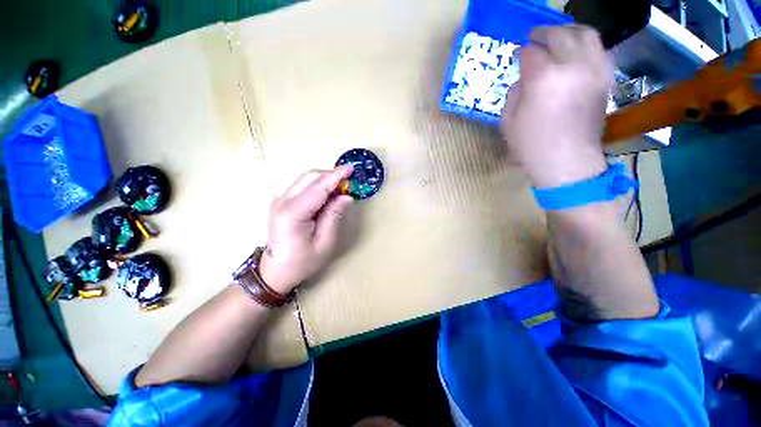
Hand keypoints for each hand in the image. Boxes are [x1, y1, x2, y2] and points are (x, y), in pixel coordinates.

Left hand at [258, 167, 353, 293]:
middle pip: (309, 177)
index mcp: (293, 213)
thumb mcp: (325, 243)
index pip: (318, 187)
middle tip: (349, 182)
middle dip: (331, 175)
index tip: (350, 169)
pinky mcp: (282, 202)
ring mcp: (280, 200)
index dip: (335, 176)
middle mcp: (283, 201)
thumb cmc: (302, 261)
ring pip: (305, 179)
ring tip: (341, 188)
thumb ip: (334, 216)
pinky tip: (327, 194)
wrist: (275, 271)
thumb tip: (346, 196)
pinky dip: (318, 185)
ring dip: (325, 179)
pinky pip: (302, 186)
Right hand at [500, 25, 611, 187]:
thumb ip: (515, 92)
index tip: (518, 56)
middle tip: (535, 39)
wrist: (567, 162)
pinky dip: (586, 45)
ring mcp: (594, 70)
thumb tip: (525, 78)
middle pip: (559, 34)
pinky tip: (576, 53)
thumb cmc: (531, 146)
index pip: (531, 52)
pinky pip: (600, 49)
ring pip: (585, 34)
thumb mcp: (508, 122)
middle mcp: (572, 66)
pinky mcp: (606, 79)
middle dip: (544, 34)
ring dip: (569, 32)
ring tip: (558, 38)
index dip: (522, 53)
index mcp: (543, 78)